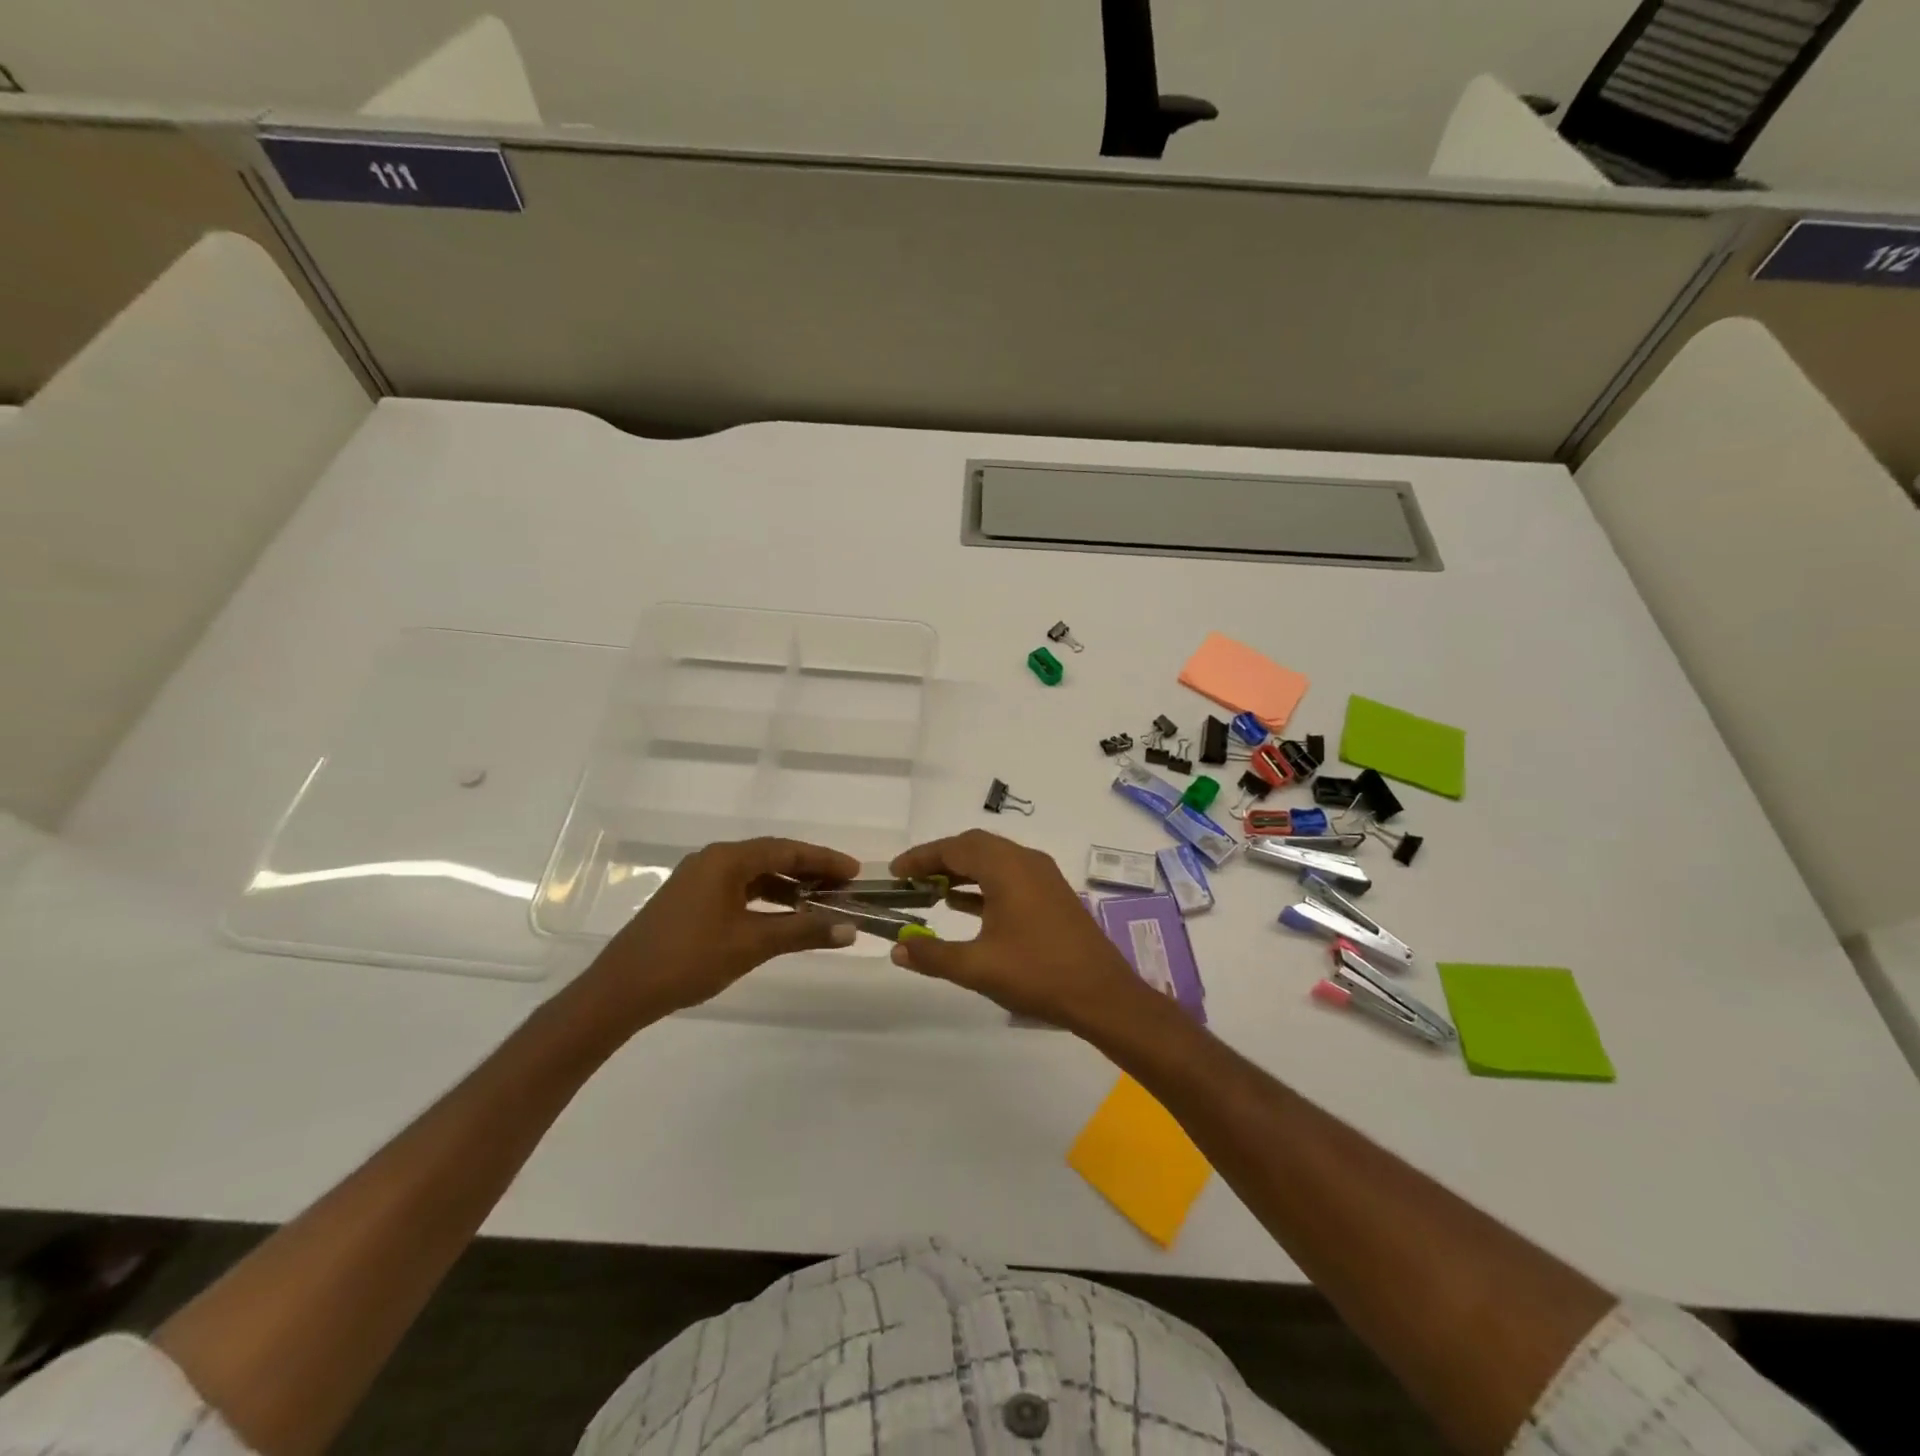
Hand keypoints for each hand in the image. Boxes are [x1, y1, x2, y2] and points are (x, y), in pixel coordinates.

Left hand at [587, 838, 859, 1020]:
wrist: (621, 990)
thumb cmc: (689, 959)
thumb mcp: (752, 944)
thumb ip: (802, 931)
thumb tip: (849, 928)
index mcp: (726, 859)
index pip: (787, 850)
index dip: (824, 860)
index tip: (855, 872)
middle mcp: (713, 860)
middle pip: (772, 857)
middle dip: (810, 872)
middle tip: (844, 888)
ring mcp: (698, 879)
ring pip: (755, 874)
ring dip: (788, 887)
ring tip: (820, 903)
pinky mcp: (691, 900)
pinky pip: (739, 889)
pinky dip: (765, 899)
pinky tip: (782, 917)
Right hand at [887, 829, 1147, 1032]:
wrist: (1102, 994)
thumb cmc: (1038, 974)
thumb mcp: (977, 967)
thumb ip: (932, 954)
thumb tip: (897, 948)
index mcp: (1007, 868)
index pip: (955, 848)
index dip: (921, 857)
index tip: (895, 872)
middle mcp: (1025, 861)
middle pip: (974, 846)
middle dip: (940, 859)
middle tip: (910, 879)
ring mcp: (1042, 876)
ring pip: (993, 859)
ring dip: (961, 870)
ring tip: (930, 890)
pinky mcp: (1051, 894)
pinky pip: (1008, 875)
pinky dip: (982, 884)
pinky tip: (962, 905)